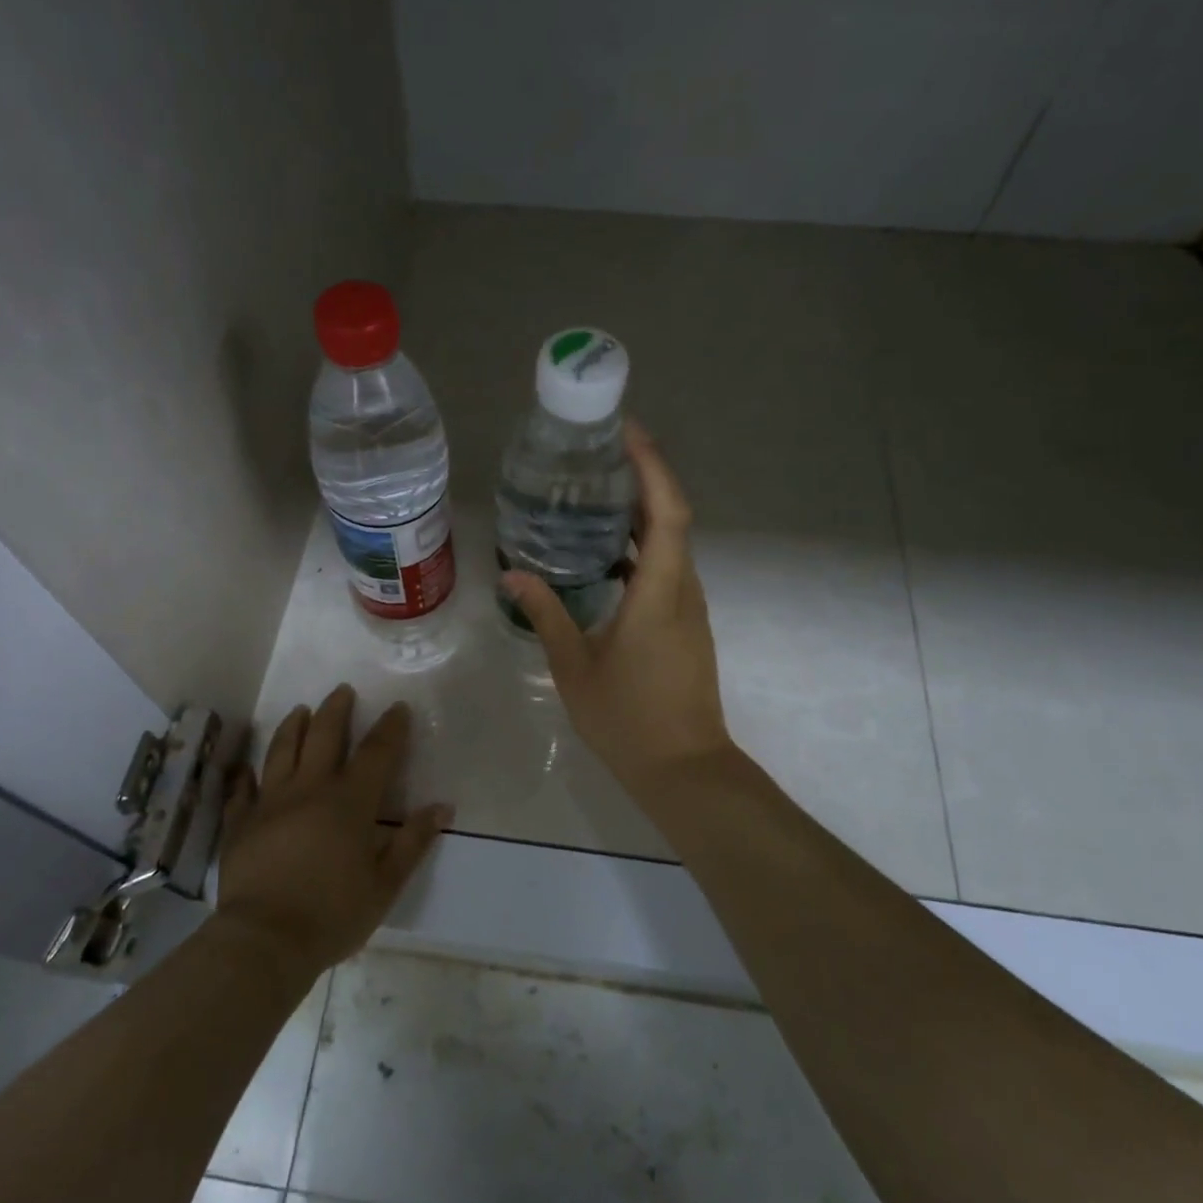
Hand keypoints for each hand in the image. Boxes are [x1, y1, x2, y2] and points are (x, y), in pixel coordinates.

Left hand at [216, 685, 448, 978]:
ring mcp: (270, 803)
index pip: (377, 753)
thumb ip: (413, 842)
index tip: (398, 707)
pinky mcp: (241, 823)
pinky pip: (243, 789)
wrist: (265, 940)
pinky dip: (246, 774)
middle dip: (336, 710)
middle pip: (325, 736)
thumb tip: (442, 807)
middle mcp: (310, 790)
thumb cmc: (333, 914)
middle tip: (343, 690)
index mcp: (350, 802)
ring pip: (282, 751)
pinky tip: (246, 766)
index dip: (391, 728)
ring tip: (300, 710)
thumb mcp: (385, 884)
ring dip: (294, 726)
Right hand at [502, 420, 733, 802]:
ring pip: (671, 545)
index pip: (667, 512)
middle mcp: (683, 590)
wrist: (685, 769)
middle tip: (599, 457)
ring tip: (596, 497)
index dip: (652, 467)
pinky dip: (642, 549)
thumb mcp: (574, 666)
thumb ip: (546, 615)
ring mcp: (689, 609)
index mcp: (658, 593)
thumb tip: (513, 575)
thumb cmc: (627, 718)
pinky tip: (605, 557)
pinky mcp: (686, 626)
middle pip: (672, 519)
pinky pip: (667, 570)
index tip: (627, 433)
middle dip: (643, 479)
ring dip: (642, 514)